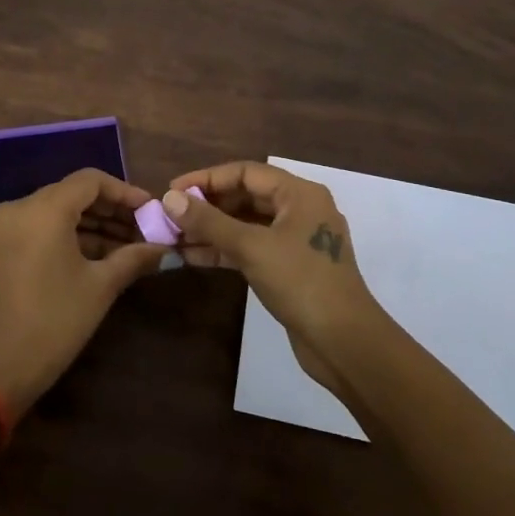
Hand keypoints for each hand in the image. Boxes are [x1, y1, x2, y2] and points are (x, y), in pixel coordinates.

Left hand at [0, 169, 167, 414]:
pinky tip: (98, 255)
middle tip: (144, 229)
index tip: (150, 210)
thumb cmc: (55, 321)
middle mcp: (20, 207)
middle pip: (73, 194)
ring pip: (57, 211)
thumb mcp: (100, 287)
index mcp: (43, 209)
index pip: (90, 181)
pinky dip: (68, 235)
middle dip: (110, 210)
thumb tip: (164, 248)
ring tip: (128, 245)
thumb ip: (133, 258)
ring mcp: (5, 227)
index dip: (124, 192)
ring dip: (92, 224)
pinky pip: (40, 227)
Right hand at [164, 162, 387, 396]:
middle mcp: (300, 210)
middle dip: (207, 205)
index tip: (172, 190)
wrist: (345, 343)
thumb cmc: (301, 283)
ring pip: (246, 224)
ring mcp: (295, 240)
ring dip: (212, 229)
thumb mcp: (251, 247)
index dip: (206, 179)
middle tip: (170, 216)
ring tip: (174, 237)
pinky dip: (225, 250)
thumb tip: (169, 198)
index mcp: (300, 194)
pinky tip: (193, 257)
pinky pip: (251, 247)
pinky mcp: (289, 267)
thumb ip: (209, 221)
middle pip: (245, 196)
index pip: (245, 172)